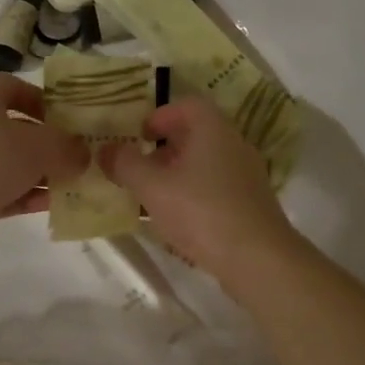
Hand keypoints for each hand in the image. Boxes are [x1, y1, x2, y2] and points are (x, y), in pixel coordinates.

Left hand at [0, 76, 88, 258]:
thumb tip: (84, 154)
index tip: (66, 115)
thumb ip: (67, 147)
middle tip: (79, 153)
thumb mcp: (41, 146)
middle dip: (49, 142)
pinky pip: (9, 193)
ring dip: (44, 173)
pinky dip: (31, 197)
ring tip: (76, 182)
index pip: (12, 87)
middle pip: (17, 129)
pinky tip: (57, 205)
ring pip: (14, 164)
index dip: (40, 97)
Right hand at [101, 96, 297, 283]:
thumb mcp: (153, 187)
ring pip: (204, 163)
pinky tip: (176, 220)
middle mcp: (234, 145)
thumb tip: (105, 149)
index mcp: (213, 130)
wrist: (258, 260)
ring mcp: (246, 176)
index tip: (138, 136)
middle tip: (137, 168)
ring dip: (176, 174)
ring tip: (150, 196)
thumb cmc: (202, 212)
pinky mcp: (250, 204)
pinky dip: (192, 194)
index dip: (160, 115)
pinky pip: (215, 187)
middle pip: (195, 135)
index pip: (187, 105)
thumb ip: (125, 164)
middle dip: (163, 149)